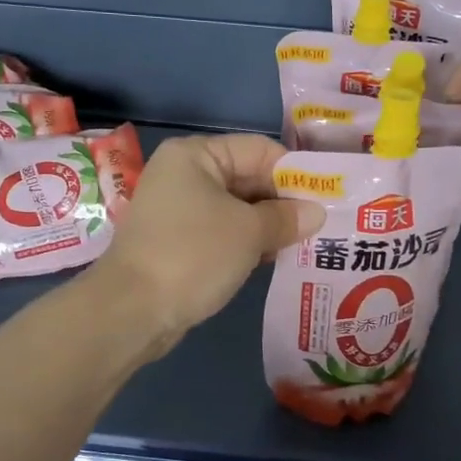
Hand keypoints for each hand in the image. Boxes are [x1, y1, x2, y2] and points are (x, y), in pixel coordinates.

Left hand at [92, 134, 324, 353]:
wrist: (132, 310)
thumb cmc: (193, 255)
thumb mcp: (248, 232)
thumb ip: (286, 218)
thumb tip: (316, 212)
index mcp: (196, 155)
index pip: (260, 150)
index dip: (295, 174)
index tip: (327, 199)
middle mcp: (184, 174)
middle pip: (247, 178)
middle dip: (284, 202)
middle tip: (323, 226)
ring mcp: (177, 210)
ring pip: (236, 208)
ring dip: (268, 225)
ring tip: (306, 244)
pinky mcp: (177, 242)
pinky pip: (221, 232)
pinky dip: (246, 242)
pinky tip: (273, 259)